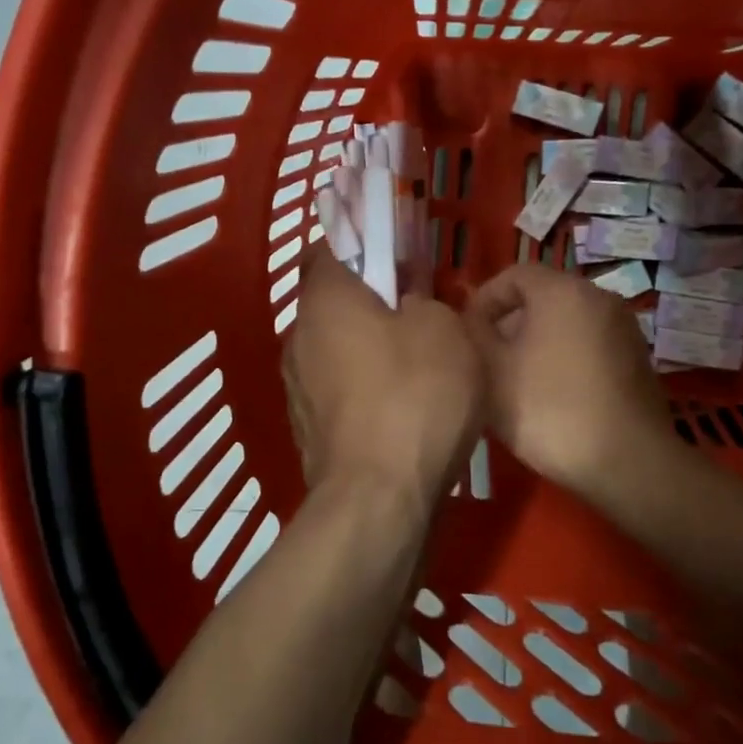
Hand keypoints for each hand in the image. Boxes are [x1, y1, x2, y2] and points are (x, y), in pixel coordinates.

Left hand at [283, 249, 485, 508]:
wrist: (379, 499)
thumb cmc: (415, 397)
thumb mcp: (444, 329)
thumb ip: (424, 300)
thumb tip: (407, 305)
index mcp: (325, 300)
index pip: (331, 248)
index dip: (365, 244)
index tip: (400, 256)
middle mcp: (298, 337)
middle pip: (333, 302)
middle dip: (371, 301)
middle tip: (417, 311)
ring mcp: (298, 387)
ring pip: (335, 348)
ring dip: (367, 348)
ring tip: (414, 364)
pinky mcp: (307, 429)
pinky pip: (338, 390)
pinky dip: (363, 389)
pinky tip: (399, 409)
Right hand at [465, 263, 670, 506]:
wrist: (627, 462)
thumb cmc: (549, 408)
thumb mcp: (491, 371)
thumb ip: (473, 334)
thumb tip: (470, 319)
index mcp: (562, 290)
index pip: (514, 274)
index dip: (484, 299)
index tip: (467, 333)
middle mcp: (599, 297)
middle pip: (542, 296)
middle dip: (509, 322)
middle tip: (488, 359)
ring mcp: (624, 328)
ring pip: (567, 321)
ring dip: (537, 341)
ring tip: (516, 381)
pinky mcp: (637, 359)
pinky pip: (590, 344)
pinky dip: (566, 357)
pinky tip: (553, 395)